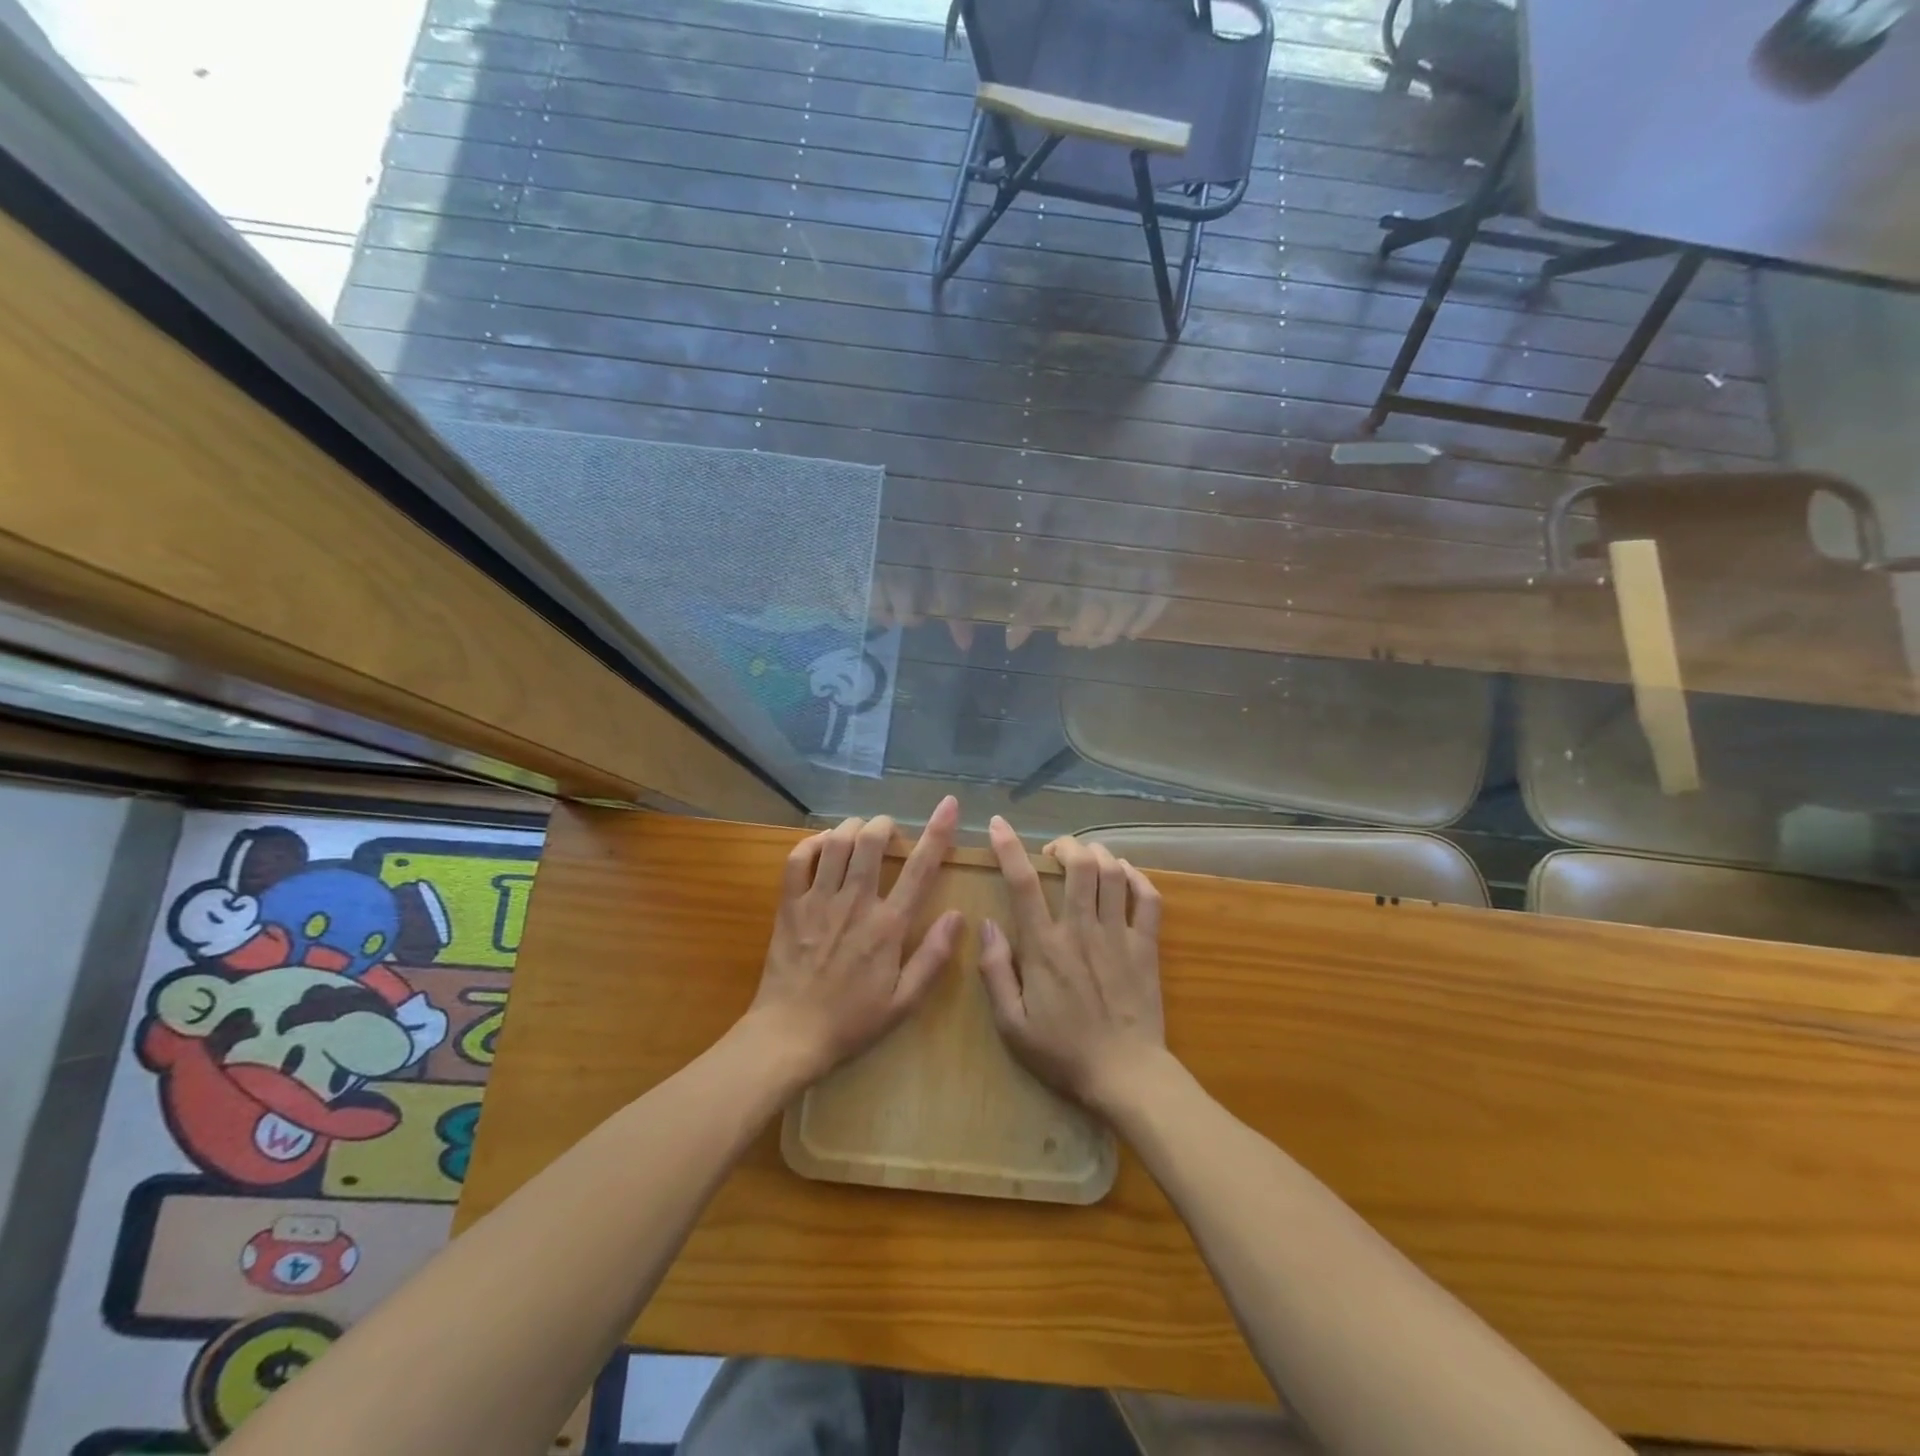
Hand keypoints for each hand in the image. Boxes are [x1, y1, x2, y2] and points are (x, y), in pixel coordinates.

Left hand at [747, 798, 964, 1086]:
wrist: (790, 1036)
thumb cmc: (852, 1022)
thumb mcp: (904, 1002)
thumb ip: (933, 957)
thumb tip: (957, 915)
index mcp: (888, 926)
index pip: (920, 868)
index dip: (938, 831)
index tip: (948, 805)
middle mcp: (855, 903)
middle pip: (871, 841)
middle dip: (884, 824)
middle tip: (889, 831)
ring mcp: (818, 901)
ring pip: (836, 842)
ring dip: (852, 828)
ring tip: (860, 833)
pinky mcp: (790, 906)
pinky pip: (798, 859)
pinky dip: (813, 843)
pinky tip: (823, 845)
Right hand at [978, 817, 1165, 1113]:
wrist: (1125, 1076)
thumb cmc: (1061, 1052)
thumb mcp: (1011, 1024)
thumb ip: (995, 972)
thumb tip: (986, 925)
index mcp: (1044, 947)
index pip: (1023, 884)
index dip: (1009, 848)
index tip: (998, 824)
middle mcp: (1081, 931)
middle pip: (1079, 865)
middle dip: (1065, 845)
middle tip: (1055, 851)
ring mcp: (1118, 936)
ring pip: (1113, 873)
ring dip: (1098, 854)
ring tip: (1087, 857)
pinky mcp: (1146, 946)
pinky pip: (1148, 898)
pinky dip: (1137, 877)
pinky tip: (1125, 875)